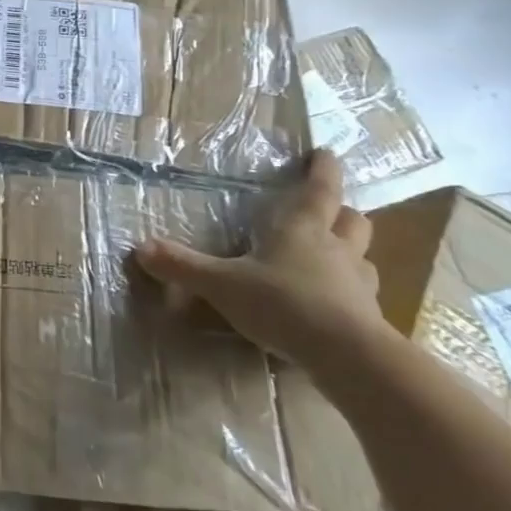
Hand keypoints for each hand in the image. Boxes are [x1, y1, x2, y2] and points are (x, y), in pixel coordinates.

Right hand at [134, 151, 389, 370]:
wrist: (348, 357)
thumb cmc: (283, 304)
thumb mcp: (222, 284)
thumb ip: (183, 266)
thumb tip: (140, 248)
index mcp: (303, 229)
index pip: (320, 188)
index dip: (323, 168)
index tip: (324, 153)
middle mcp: (336, 249)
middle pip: (353, 220)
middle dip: (342, 212)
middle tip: (327, 212)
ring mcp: (358, 285)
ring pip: (363, 258)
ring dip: (351, 253)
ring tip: (333, 260)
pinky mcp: (370, 320)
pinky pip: (363, 298)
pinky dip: (350, 295)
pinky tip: (334, 307)